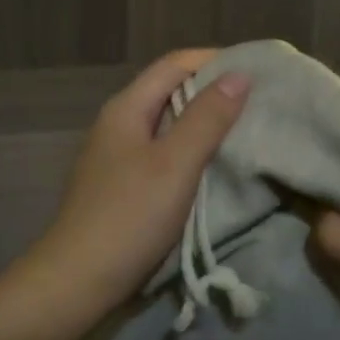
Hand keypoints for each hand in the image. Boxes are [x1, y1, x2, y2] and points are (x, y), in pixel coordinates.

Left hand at [24, 51, 250, 316]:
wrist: (79, 279)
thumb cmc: (130, 216)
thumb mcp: (175, 164)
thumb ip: (207, 118)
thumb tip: (238, 74)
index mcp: (126, 108)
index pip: (174, 64)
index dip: (215, 60)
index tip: (257, 70)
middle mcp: (118, 124)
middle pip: (169, 92)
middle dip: (213, 91)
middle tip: (259, 102)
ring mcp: (117, 156)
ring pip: (167, 125)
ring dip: (203, 124)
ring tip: (246, 131)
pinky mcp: (122, 186)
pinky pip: (162, 154)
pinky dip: (190, 152)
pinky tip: (214, 167)